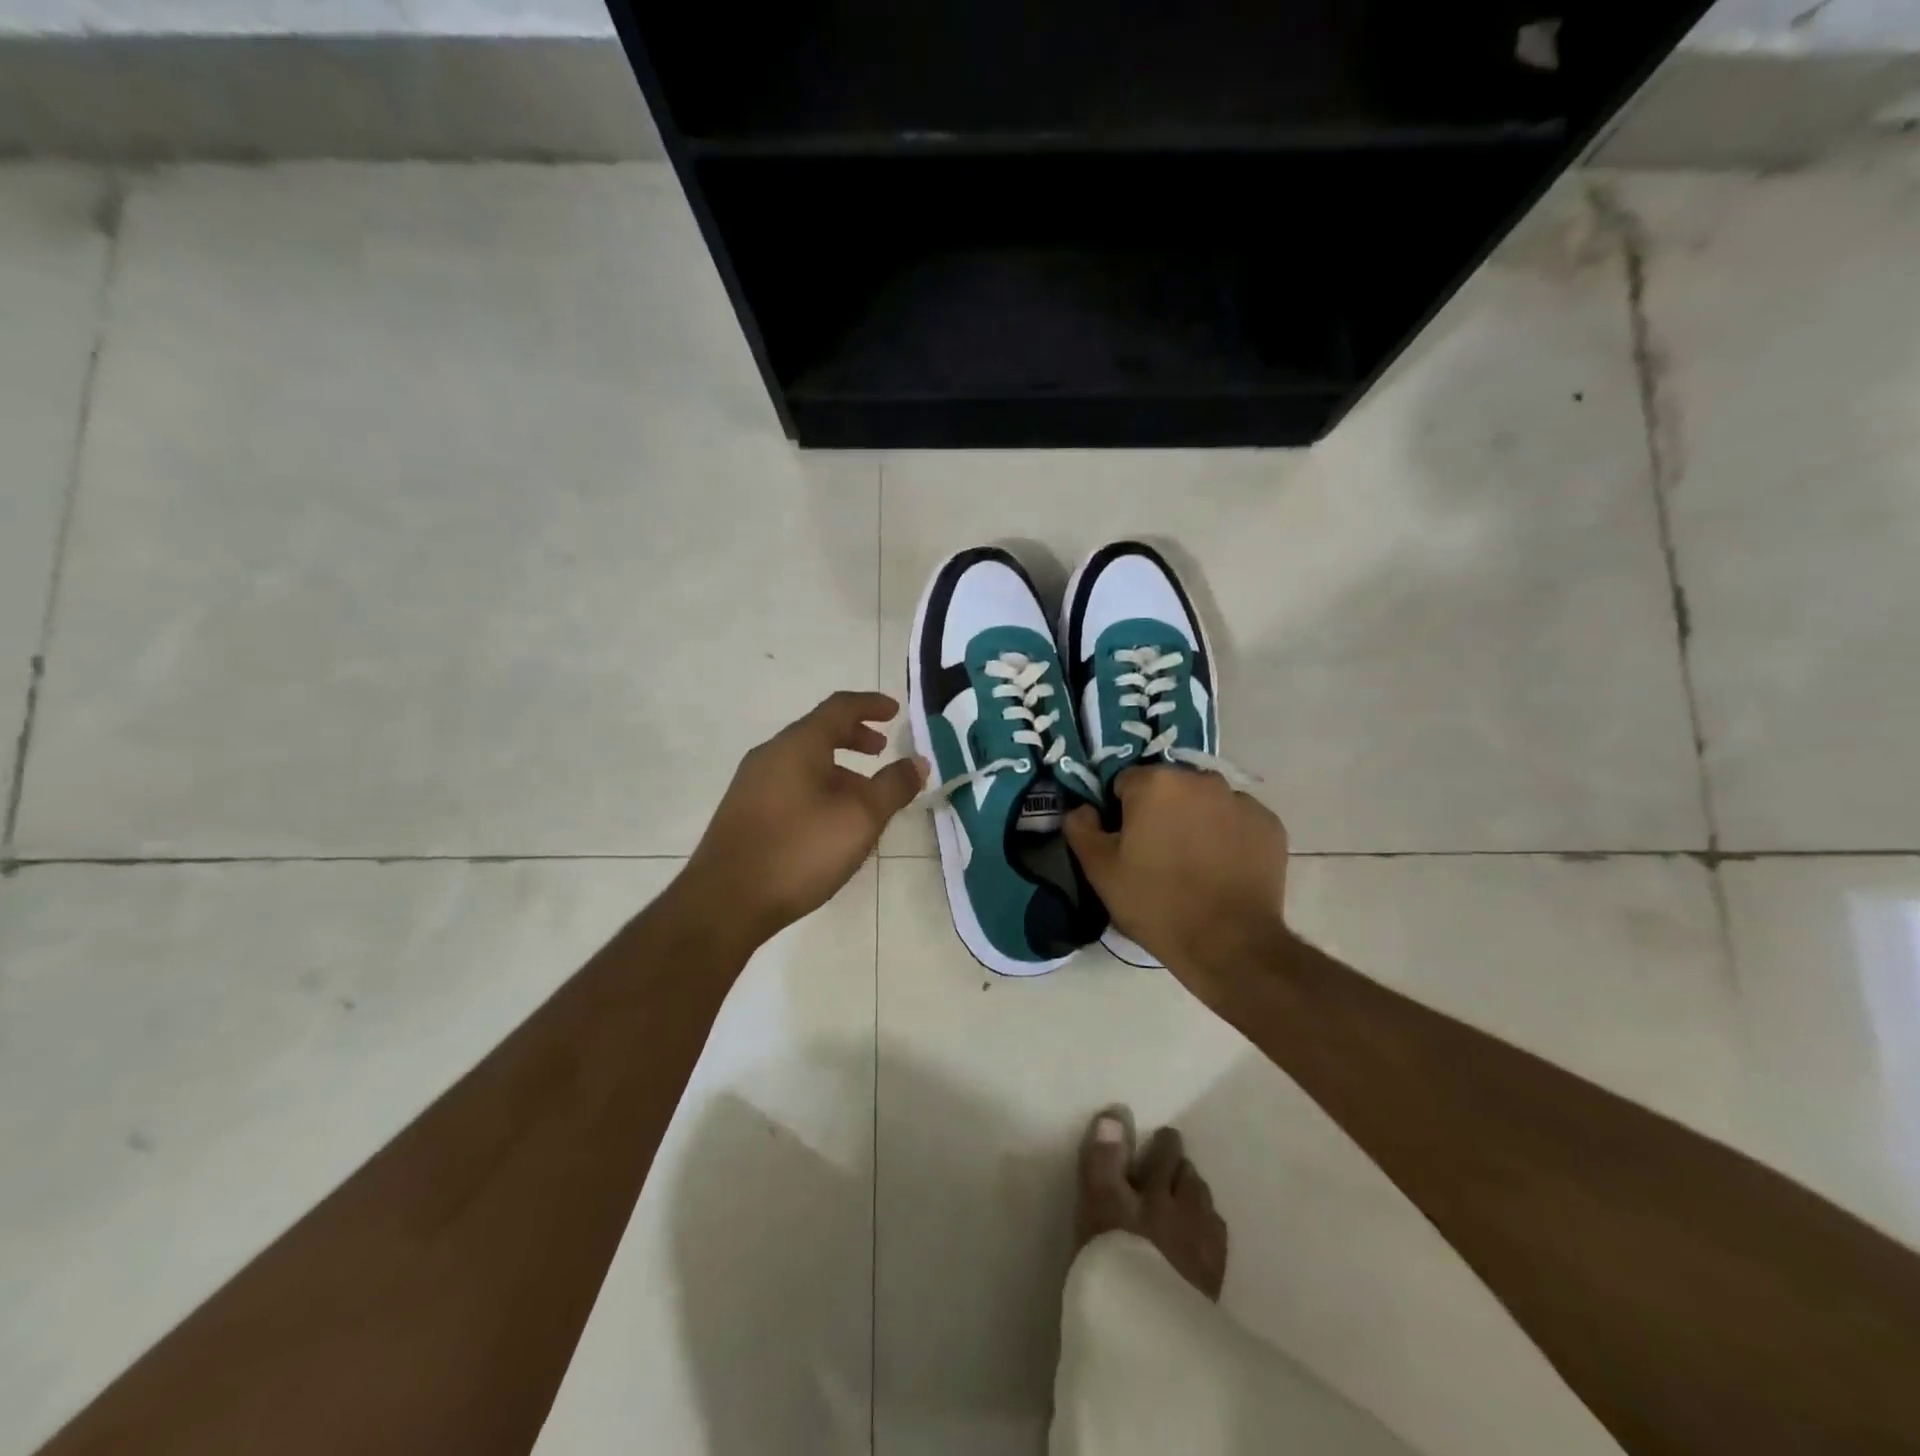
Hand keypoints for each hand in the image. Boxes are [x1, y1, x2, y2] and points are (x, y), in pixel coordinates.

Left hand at [680, 691, 927, 947]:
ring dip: (837, 767)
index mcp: (798, 745)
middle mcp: (770, 754)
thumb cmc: (799, 850)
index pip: (839, 707)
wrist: (725, 902)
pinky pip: (789, 784)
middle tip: (881, 751)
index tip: (895, 711)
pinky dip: (817, 786)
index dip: (871, 705)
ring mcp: (751, 784)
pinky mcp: (744, 813)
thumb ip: (893, 786)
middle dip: (854, 737)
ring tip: (863, 795)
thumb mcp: (860, 818)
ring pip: (803, 761)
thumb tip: (918, 761)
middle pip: (818, 732)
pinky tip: (829, 822)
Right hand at [1063, 767, 1288, 1000]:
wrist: (1228, 944)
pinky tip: (1222, 868)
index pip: (1125, 783)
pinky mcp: (1269, 825)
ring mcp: (1241, 800)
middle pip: (1168, 788)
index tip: (1125, 843)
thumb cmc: (1156, 903)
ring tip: (1193, 863)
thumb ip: (1081, 828)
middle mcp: (1201, 779)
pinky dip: (1228, 835)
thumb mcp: (1100, 870)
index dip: (1120, 812)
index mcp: (1156, 782)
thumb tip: (1082, 809)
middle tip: (1156, 854)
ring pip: (1205, 802)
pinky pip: (1237, 820)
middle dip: (1160, 811)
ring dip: (1195, 820)